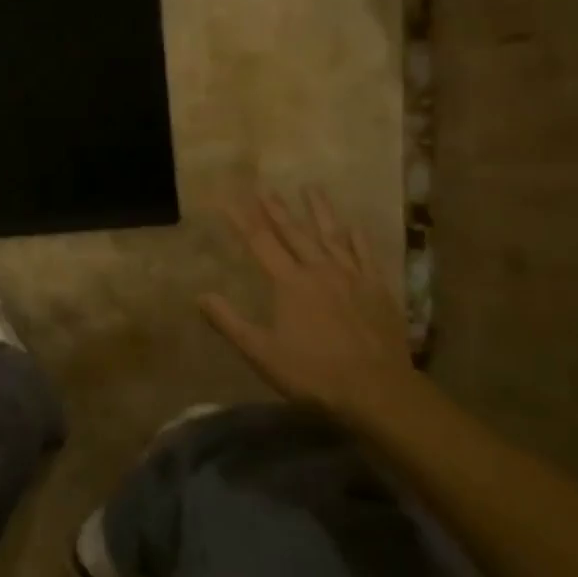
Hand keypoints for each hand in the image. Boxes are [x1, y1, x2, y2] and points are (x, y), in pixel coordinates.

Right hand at [201, 188, 429, 421]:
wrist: (376, 389)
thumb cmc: (313, 373)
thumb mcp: (262, 353)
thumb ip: (230, 322)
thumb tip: (200, 296)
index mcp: (290, 283)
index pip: (260, 242)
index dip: (241, 218)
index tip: (228, 197)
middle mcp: (319, 270)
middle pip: (294, 232)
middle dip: (277, 208)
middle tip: (265, 187)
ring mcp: (352, 276)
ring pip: (332, 235)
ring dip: (320, 210)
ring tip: (311, 187)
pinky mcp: (378, 288)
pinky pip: (366, 255)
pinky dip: (358, 238)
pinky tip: (353, 225)